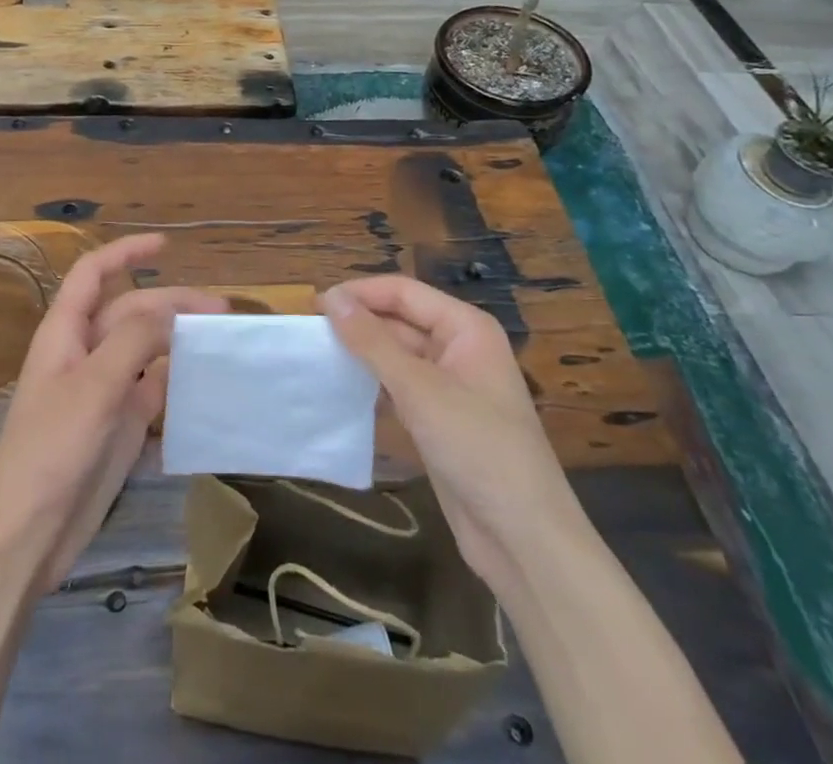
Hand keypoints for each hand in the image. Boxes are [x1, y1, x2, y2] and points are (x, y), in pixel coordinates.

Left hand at [0, 234, 225, 591]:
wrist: (28, 536)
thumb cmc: (51, 450)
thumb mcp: (94, 386)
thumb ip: (134, 339)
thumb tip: (172, 311)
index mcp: (65, 333)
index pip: (93, 275)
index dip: (125, 253)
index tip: (165, 245)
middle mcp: (85, 354)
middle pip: (130, 312)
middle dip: (171, 304)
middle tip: (221, 312)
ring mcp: (102, 390)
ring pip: (145, 349)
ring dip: (178, 339)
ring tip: (220, 340)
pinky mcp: (118, 425)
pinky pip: (153, 389)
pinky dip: (177, 379)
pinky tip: (206, 380)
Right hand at [322, 275, 576, 579]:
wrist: (524, 540)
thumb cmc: (478, 448)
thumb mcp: (420, 389)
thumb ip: (372, 341)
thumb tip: (331, 298)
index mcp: (466, 328)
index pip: (403, 292)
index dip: (360, 293)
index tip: (313, 305)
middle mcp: (459, 348)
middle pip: (400, 320)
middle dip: (359, 323)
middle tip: (308, 333)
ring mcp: (451, 386)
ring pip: (397, 355)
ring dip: (362, 355)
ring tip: (316, 357)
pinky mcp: (440, 420)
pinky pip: (400, 388)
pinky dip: (373, 385)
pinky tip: (341, 390)